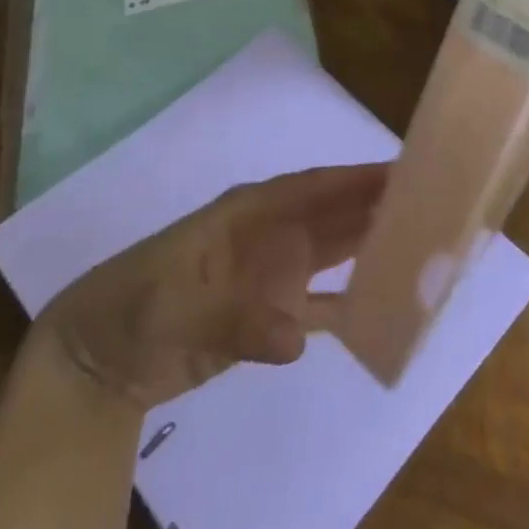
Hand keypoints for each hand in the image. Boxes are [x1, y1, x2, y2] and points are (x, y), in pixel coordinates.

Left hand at [34, 163, 387, 408]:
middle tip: (430, 203)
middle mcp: (271, 234)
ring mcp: (272, 274)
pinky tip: (380, 307)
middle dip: (377, 206)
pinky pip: (320, 305)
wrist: (98, 357)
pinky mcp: (269, 314)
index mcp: (250, 211)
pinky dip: (349, 304)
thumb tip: (298, 338)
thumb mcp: (176, 306)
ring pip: (333, 252)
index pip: (314, 186)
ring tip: (419, 245)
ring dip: (370, 247)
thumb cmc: (134, 304)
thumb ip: (238, 320)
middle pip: (334, 214)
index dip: (356, 177)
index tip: (402, 171)